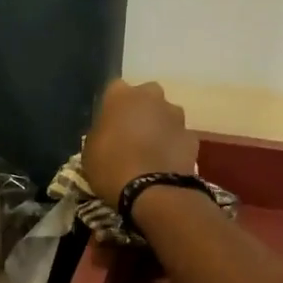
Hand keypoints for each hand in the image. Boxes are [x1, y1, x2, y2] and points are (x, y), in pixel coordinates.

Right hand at [82, 79, 198, 204]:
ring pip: (166, 116)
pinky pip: (179, 137)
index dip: (113, 108)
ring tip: (151, 152)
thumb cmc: (111, 167)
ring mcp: (176, 116)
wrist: (152, 191)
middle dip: (141, 111)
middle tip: (132, 135)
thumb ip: (102, 133)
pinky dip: (173, 146)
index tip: (109, 125)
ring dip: (160, 127)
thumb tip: (110, 133)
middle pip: (146, 97)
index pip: (115, 91)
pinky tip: (166, 164)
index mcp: (121, 95)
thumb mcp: (90, 150)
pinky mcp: (192, 137)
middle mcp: (152, 96)